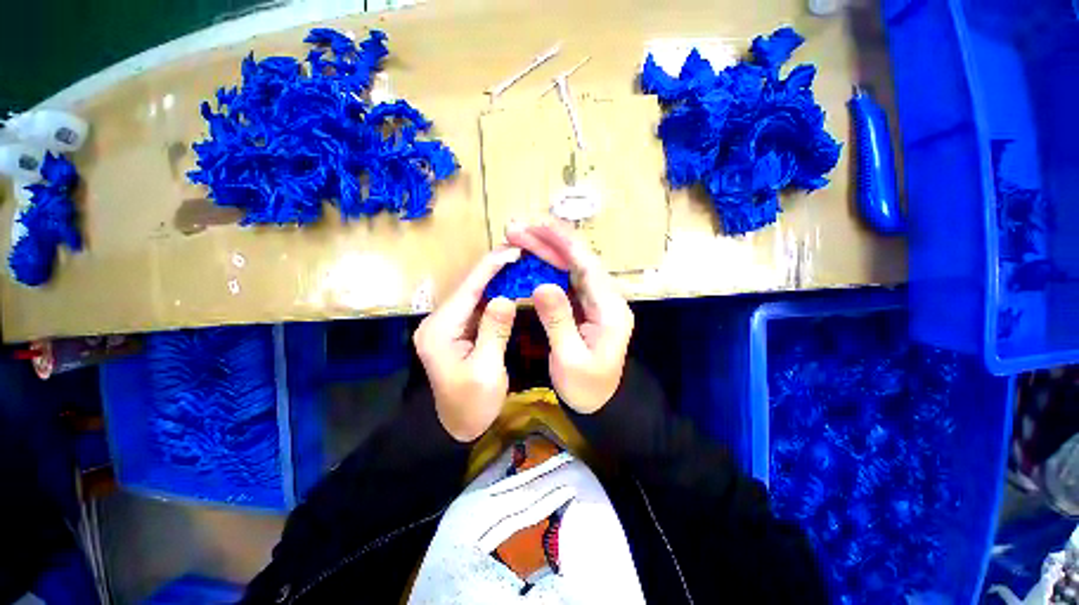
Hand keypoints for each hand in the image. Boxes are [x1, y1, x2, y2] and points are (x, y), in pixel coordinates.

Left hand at [413, 247, 520, 441]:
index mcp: (440, 330)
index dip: (491, 267)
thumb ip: (494, 331)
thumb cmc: (472, 404)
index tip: (513, 251)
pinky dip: (494, 294)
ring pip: (474, 295)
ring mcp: (448, 326)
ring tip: (517, 262)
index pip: (468, 289)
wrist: (458, 428)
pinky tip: (509, 285)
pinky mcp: (458, 332)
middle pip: (469, 288)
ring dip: (495, 278)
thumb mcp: (486, 369)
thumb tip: (505, 298)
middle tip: (519, 252)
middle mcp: (439, 322)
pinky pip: (477, 307)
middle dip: (493, 268)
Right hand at [506, 222, 633, 413]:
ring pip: (572, 267)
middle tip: (517, 229)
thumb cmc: (586, 387)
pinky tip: (531, 260)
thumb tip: (542, 285)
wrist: (600, 403)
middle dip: (548, 242)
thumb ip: (558, 321)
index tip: (537, 225)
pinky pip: (567, 280)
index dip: (563, 243)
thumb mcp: (570, 359)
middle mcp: (607, 299)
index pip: (587, 266)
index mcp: (610, 310)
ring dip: (547, 251)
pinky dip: (548, 267)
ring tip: (520, 238)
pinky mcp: (586, 306)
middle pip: (578, 261)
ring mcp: (597, 301)